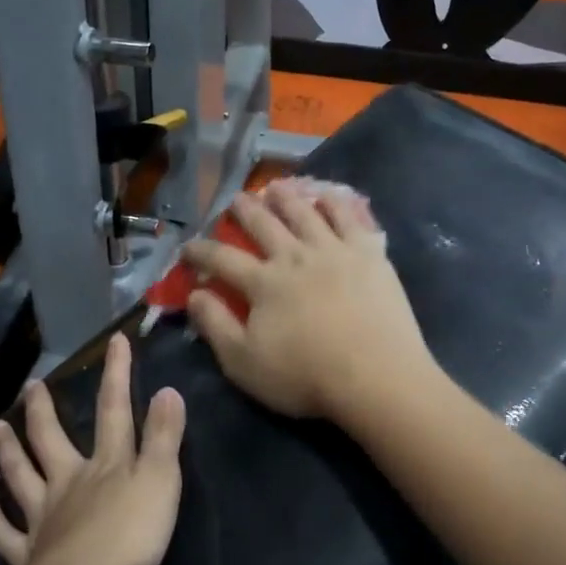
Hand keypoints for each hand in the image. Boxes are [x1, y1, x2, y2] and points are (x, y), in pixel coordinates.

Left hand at [0, 333, 185, 564]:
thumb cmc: (129, 536)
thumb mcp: (161, 482)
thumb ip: (164, 437)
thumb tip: (167, 389)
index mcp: (107, 464)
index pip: (115, 410)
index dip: (117, 374)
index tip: (114, 341)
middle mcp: (69, 481)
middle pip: (52, 439)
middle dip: (43, 410)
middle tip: (30, 386)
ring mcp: (44, 517)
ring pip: (22, 476)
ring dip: (9, 451)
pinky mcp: (28, 555)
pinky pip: (3, 532)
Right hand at [182, 179, 434, 421]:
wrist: (376, 377)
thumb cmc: (306, 376)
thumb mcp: (244, 363)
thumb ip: (215, 325)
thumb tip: (193, 294)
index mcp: (262, 282)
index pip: (222, 258)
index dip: (201, 251)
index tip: (188, 247)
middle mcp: (294, 256)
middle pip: (263, 224)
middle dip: (244, 210)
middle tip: (235, 199)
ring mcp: (333, 250)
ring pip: (303, 212)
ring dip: (285, 197)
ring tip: (276, 187)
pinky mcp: (368, 252)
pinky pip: (348, 217)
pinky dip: (334, 202)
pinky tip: (327, 197)